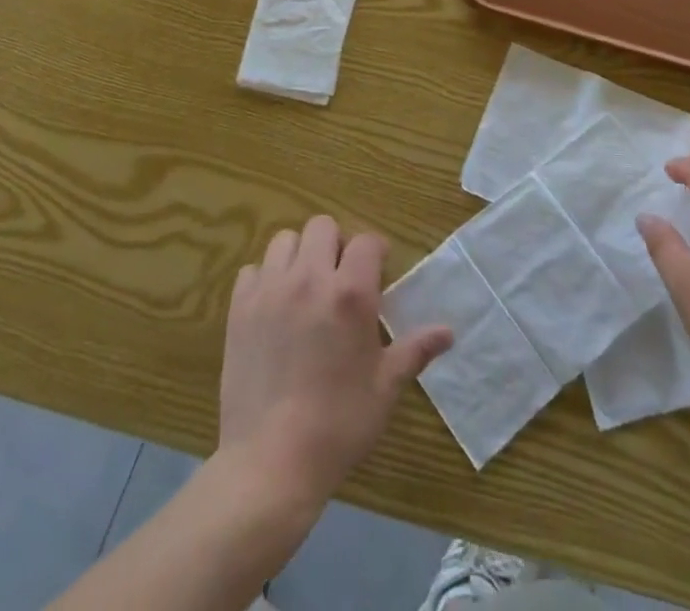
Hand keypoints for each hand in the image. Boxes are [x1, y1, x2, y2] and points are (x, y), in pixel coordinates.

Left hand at [218, 215, 451, 506]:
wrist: (271, 463)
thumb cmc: (339, 425)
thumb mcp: (385, 388)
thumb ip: (415, 350)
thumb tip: (449, 332)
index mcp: (351, 293)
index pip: (366, 241)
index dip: (375, 252)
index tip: (378, 272)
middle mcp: (310, 278)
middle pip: (322, 226)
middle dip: (336, 245)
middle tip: (340, 278)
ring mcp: (270, 290)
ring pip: (285, 240)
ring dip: (299, 255)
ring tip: (306, 287)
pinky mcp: (240, 308)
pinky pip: (252, 269)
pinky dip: (265, 278)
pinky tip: (273, 307)